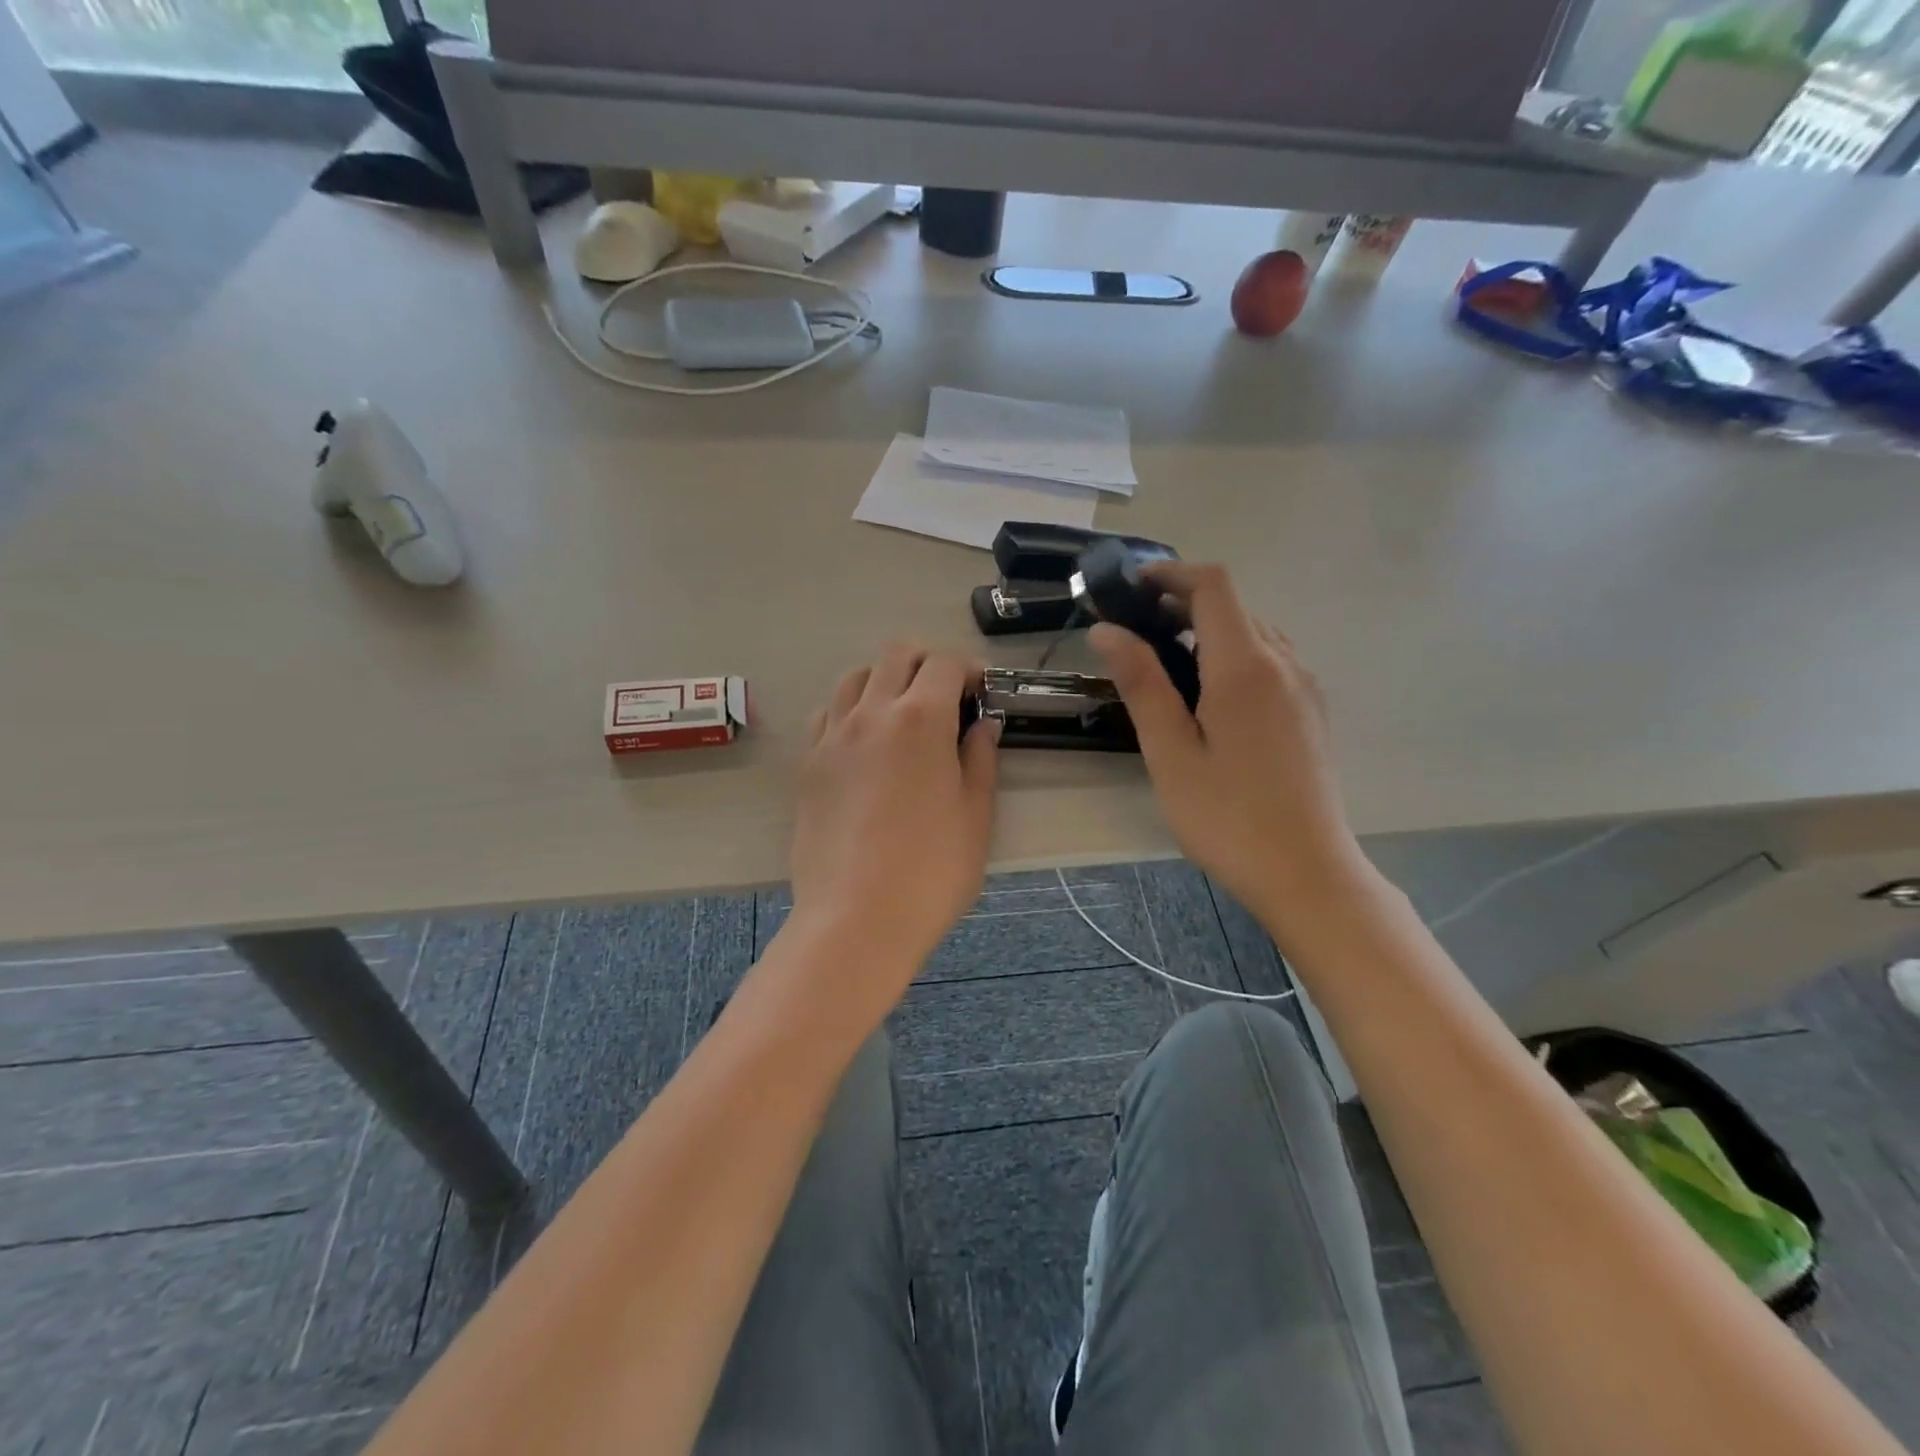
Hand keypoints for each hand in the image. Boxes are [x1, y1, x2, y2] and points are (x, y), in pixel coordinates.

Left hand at [786, 644, 1000, 1001]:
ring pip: (855, 678)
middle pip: (895, 655)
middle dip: (925, 663)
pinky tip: (866, 741)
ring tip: (903, 714)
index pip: (942, 664)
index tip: (981, 690)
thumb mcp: (975, 815)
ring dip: (884, 680)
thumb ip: (980, 758)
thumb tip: (984, 723)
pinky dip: (851, 710)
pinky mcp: (809, 764)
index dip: (967, 669)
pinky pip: (828, 714)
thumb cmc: (931, 872)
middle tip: (946, 696)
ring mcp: (833, 737)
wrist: (856, 919)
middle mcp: (872, 713)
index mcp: (921, 720)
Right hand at [1090, 563, 1364, 932]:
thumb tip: (1106, 630)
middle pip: (1235, 606)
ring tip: (1167, 664)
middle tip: (1135, 632)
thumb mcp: (1170, 751)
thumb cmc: (1227, 816)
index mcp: (1245, 666)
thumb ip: (1141, 683)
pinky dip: (1234, 656)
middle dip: (1183, 604)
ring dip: (1210, 631)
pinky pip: (1272, 661)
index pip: (1213, 586)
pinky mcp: (1312, 712)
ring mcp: (1305, 688)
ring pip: (1255, 633)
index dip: (1170, 574)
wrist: (1306, 872)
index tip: (1130, 589)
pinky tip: (1210, 698)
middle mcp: (1284, 663)